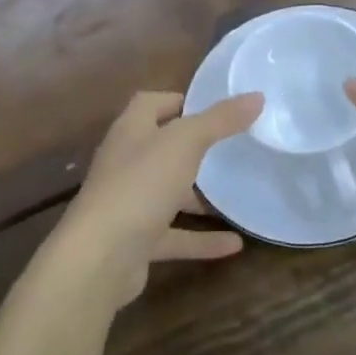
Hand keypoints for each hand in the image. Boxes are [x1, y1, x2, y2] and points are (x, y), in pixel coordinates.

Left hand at [59, 90, 262, 305]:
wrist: (99, 258)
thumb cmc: (140, 185)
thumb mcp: (186, 143)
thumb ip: (220, 120)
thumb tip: (256, 96)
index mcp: (131, 131)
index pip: (150, 103)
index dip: (179, 100)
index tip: (215, 107)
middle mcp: (126, 164)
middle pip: (161, 149)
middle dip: (194, 149)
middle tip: (233, 148)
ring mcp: (129, 204)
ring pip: (168, 194)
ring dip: (199, 197)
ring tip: (237, 194)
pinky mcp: (136, 241)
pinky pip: (175, 236)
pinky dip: (202, 239)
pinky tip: (235, 244)